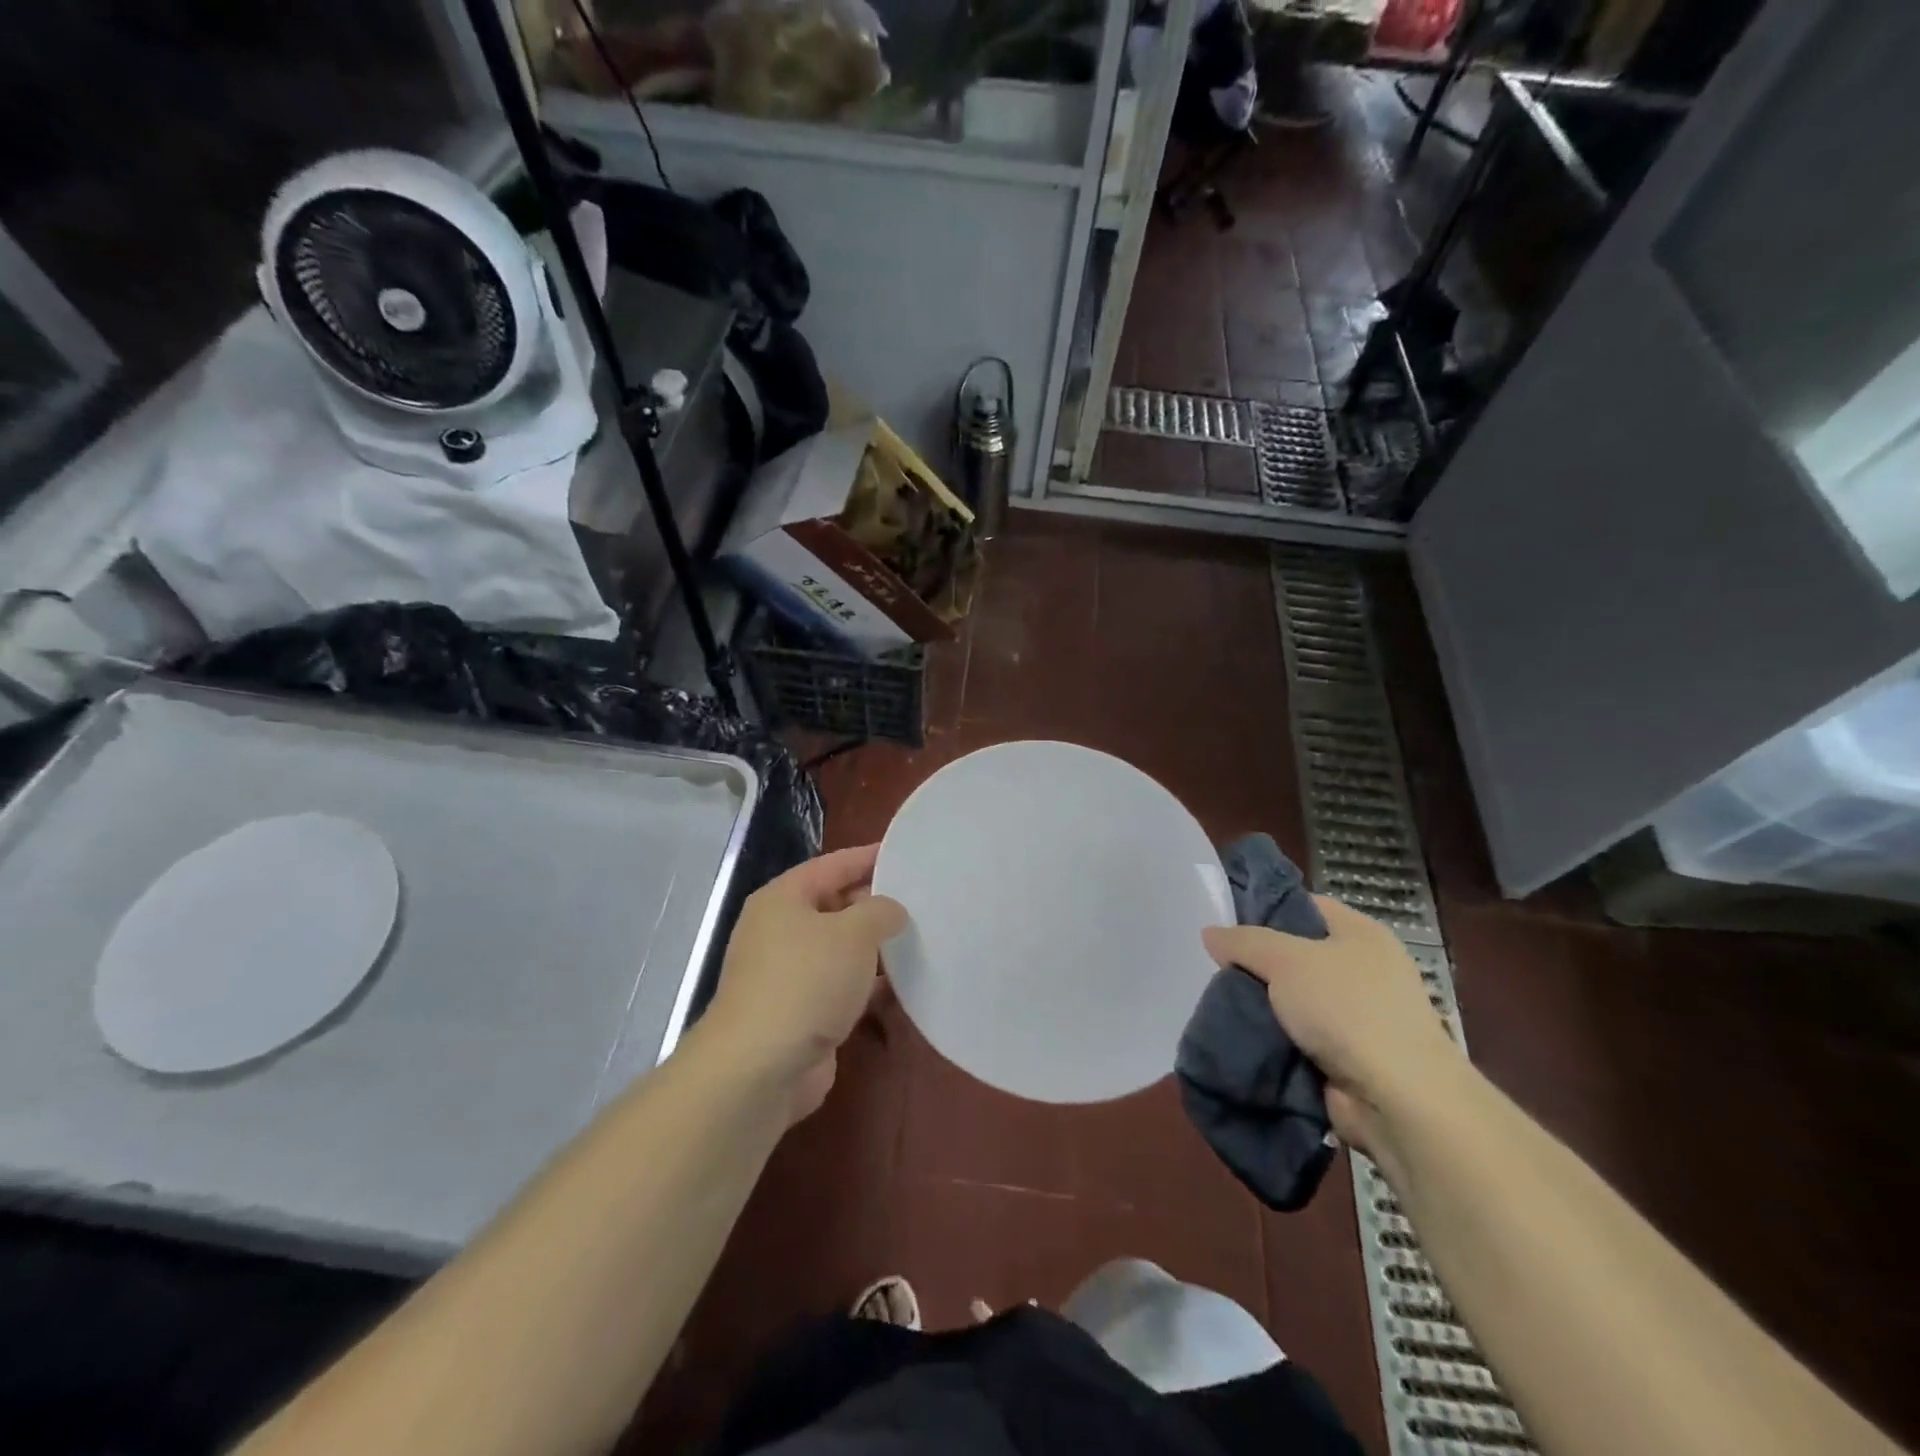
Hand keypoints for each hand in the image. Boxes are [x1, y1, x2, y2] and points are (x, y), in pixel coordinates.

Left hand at [705, 844, 905, 1123]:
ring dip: (875, 947)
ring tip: (921, 938)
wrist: (760, 1069)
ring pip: (841, 949)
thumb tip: (892, 912)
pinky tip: (904, 985)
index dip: (869, 857)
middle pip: (836, 905)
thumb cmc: (805, 982)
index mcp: (783, 899)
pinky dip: (869, 985)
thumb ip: (880, 911)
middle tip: (923, 900)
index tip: (907, 854)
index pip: (833, 865)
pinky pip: (842, 987)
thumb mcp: (853, 933)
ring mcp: (789, 974)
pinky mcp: (802, 1013)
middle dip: (876, 903)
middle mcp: (781, 931)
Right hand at [1202, 897, 1464, 1154]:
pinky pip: (1297, 1038)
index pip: (1305, 905)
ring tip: (1217, 1001)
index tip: (1224, 919)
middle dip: (1256, 963)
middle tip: (1214, 965)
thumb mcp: (1286, 960)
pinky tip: (1239, 1035)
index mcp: (1362, 934)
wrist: (1398, 1100)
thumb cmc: (1348, 1009)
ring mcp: (1358, 1018)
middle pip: (1295, 955)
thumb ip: (1245, 942)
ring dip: (1261, 1005)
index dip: (1265, 908)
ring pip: (1292, 1000)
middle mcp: (1364, 971)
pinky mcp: (1347, 1059)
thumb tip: (1210, 933)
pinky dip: (1273, 1039)